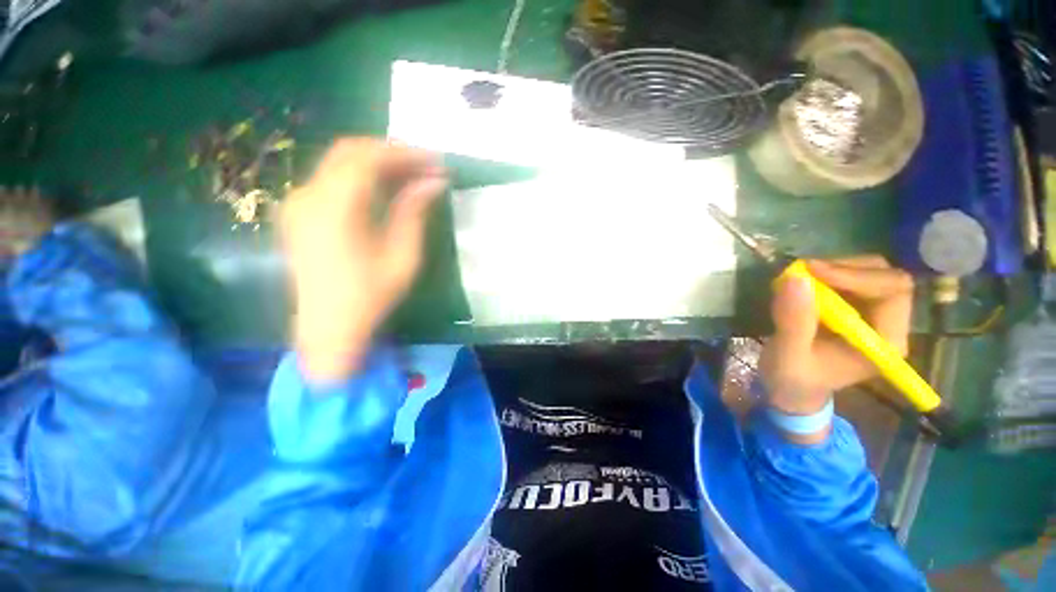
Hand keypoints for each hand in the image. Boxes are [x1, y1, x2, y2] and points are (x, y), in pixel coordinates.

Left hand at [281, 139, 447, 385]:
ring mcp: (299, 202)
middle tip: (426, 166)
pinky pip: (331, 179)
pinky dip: (360, 176)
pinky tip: (384, 189)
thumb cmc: (371, 297)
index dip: (407, 154)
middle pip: (350, 151)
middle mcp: (309, 196)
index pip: (370, 159)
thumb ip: (414, 213)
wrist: (327, 327)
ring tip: (412, 175)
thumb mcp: (402, 257)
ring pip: (339, 162)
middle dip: (392, 152)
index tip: (437, 162)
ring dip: (377, 163)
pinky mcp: (299, 212)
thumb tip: (434, 182)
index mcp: (335, 208)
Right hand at [759, 256, 913, 438]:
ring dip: (834, 269)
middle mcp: (888, 325)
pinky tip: (802, 286)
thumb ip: (793, 321)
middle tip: (804, 272)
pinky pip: (850, 278)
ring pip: (869, 272)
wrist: (791, 390)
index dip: (856, 276)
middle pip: (886, 277)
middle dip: (845, 268)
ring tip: (799, 279)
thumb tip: (795, 279)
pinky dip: (826, 274)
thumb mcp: (788, 355)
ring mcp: (873, 315)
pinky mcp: (855, 309)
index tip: (811, 272)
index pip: (893, 291)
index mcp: (885, 341)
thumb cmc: (793, 380)